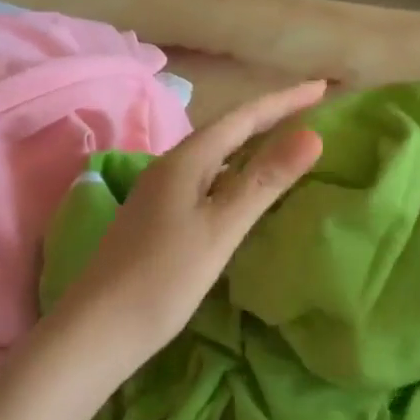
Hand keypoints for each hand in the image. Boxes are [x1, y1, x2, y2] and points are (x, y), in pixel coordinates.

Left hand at [49, 80, 326, 371]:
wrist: (96, 331)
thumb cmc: (163, 278)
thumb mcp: (221, 228)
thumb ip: (265, 181)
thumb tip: (313, 135)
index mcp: (186, 161)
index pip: (244, 117)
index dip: (284, 101)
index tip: (323, 87)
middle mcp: (171, 167)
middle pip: (228, 130)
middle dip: (270, 116)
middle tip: (310, 108)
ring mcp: (161, 192)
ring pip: (216, 155)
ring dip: (252, 142)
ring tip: (285, 140)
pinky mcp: (159, 217)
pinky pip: (207, 178)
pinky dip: (236, 171)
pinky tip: (244, 187)